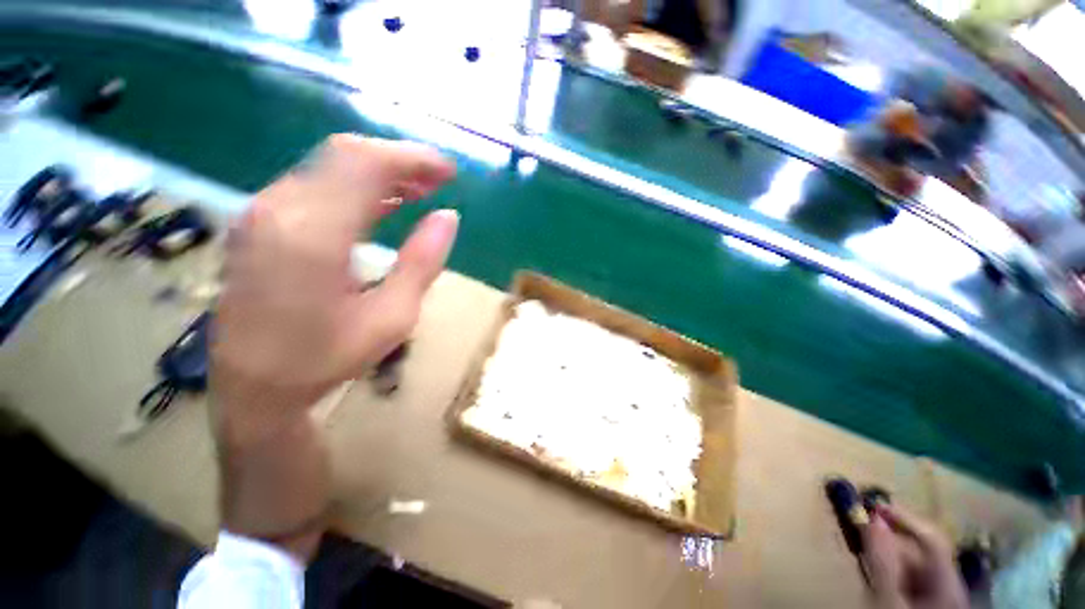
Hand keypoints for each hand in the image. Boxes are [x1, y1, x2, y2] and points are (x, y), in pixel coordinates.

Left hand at [211, 134, 457, 557]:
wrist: (253, 387)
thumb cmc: (326, 358)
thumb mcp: (393, 317)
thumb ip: (423, 262)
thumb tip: (449, 217)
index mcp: (313, 234)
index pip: (365, 165)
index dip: (412, 158)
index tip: (449, 170)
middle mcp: (279, 208)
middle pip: (345, 155)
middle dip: (399, 160)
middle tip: (439, 179)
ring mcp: (264, 212)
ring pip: (329, 166)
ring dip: (380, 172)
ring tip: (420, 189)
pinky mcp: (261, 222)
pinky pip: (316, 185)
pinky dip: (356, 186)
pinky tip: (384, 203)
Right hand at [863, 504, 967, 608]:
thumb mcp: (887, 600)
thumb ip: (882, 561)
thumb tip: (871, 517)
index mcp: (949, 586)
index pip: (933, 540)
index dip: (905, 519)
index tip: (872, 505)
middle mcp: (949, 589)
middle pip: (922, 553)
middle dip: (891, 538)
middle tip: (861, 525)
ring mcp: (937, 599)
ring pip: (913, 567)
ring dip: (887, 554)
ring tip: (863, 547)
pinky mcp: (923, 604)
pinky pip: (907, 580)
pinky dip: (888, 570)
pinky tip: (872, 571)